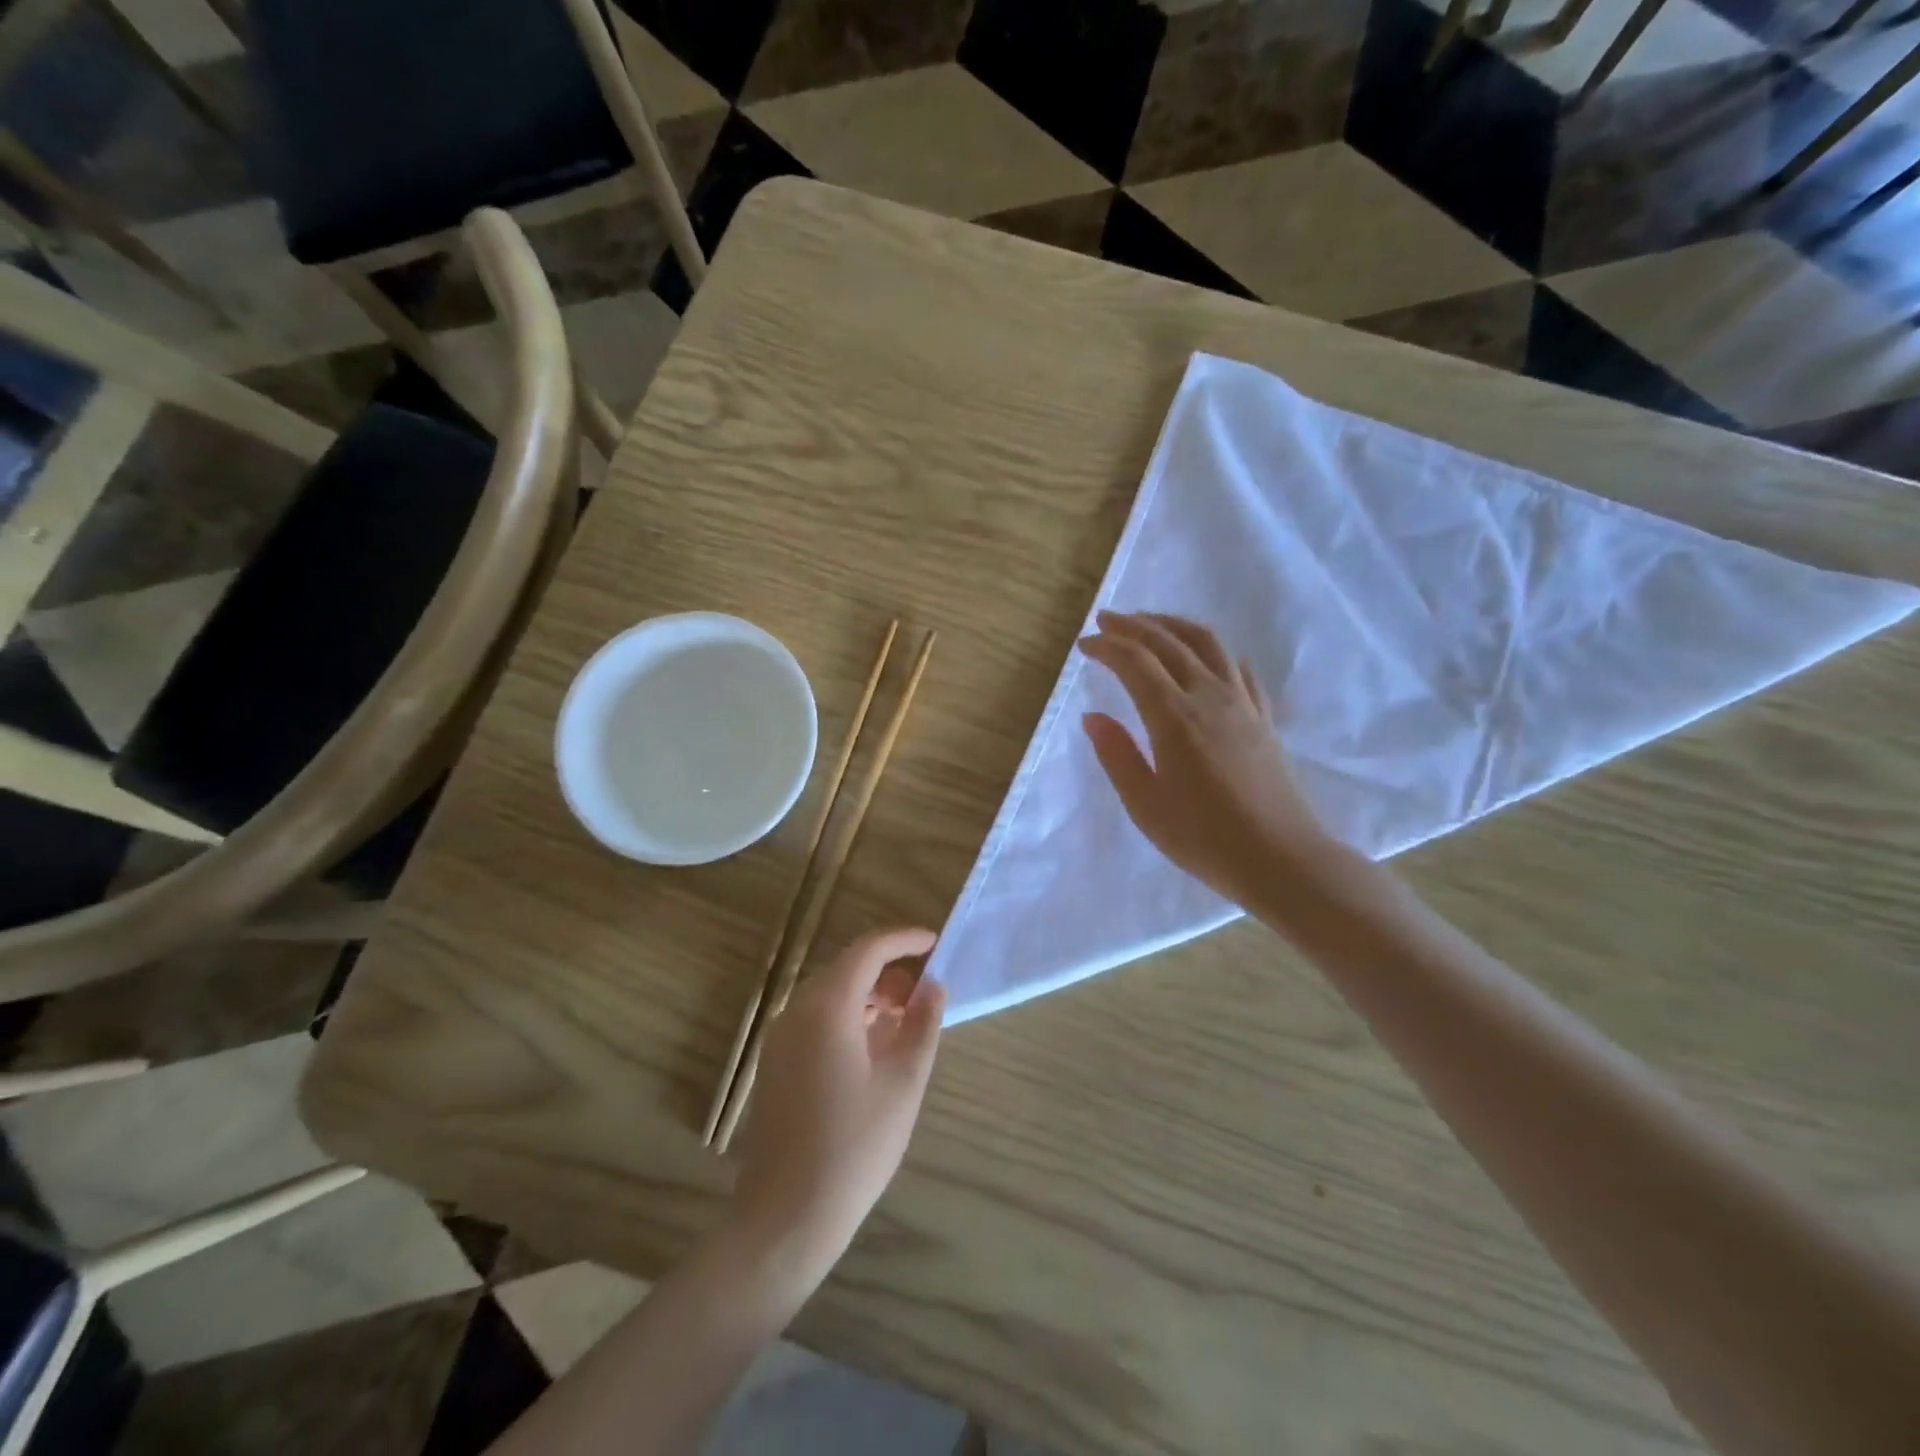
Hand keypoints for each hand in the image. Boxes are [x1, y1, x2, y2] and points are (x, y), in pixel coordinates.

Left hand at [732, 928, 944, 1272]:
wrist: (786, 1216)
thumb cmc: (854, 1147)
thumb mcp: (903, 1083)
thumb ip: (922, 1025)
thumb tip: (933, 986)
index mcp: (827, 1008)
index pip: (868, 949)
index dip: (903, 939)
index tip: (935, 942)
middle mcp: (797, 1011)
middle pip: (847, 968)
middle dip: (889, 970)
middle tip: (926, 993)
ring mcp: (780, 1037)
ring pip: (832, 993)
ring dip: (870, 995)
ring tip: (906, 1022)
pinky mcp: (775, 1062)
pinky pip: (817, 1018)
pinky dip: (850, 1016)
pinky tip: (875, 1047)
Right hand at [1078, 611, 1332, 907]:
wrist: (1281, 859)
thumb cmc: (1204, 839)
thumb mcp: (1145, 805)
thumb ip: (1116, 755)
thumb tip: (1092, 717)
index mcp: (1175, 718)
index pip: (1135, 662)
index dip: (1106, 646)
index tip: (1084, 645)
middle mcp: (1209, 697)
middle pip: (1169, 642)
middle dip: (1134, 625)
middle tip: (1106, 619)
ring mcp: (1242, 703)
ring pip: (1207, 643)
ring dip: (1173, 625)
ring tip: (1149, 624)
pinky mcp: (1263, 717)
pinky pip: (1237, 668)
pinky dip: (1212, 651)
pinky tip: (1204, 657)